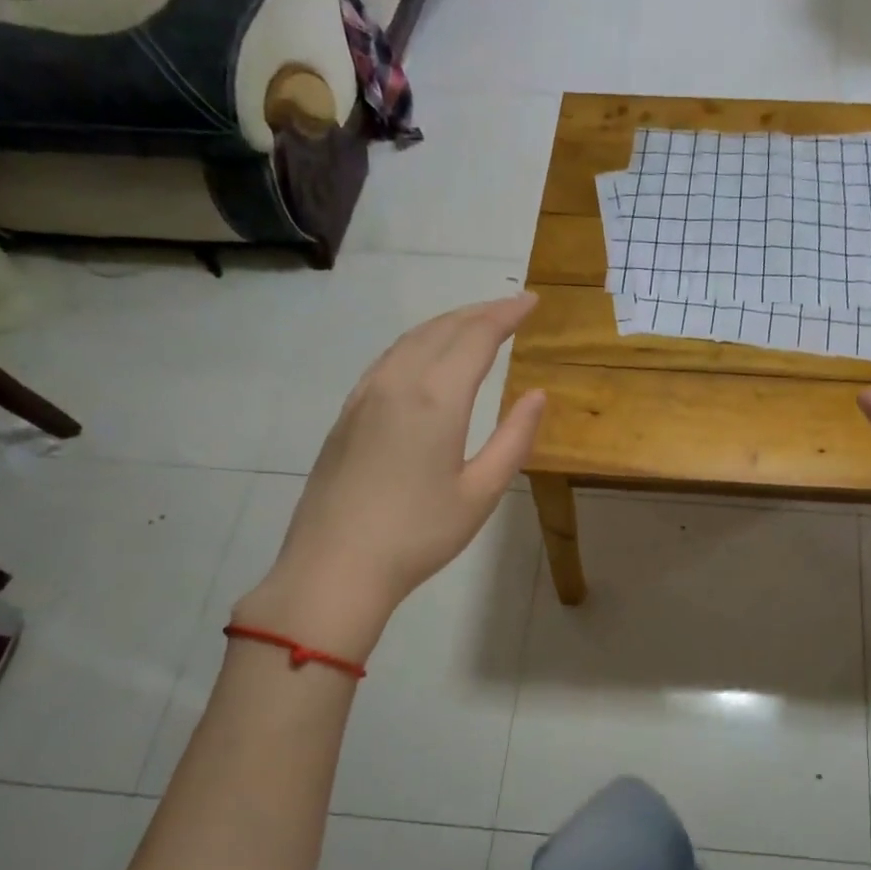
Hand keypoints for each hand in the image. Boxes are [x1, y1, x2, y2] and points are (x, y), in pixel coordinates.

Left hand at [237, 295, 546, 654]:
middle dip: (480, 312)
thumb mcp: (481, 493)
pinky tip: (425, 357)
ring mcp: (365, 396)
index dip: (506, 315)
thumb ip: (513, 439)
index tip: (531, 301)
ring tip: (475, 324)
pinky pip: (388, 360)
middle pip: (442, 329)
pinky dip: (417, 343)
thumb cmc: (418, 535)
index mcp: (435, 398)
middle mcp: (397, 383)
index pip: (477, 337)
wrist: (334, 567)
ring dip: (447, 324)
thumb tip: (537, 396)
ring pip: (410, 340)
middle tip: (511, 308)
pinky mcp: (347, 414)